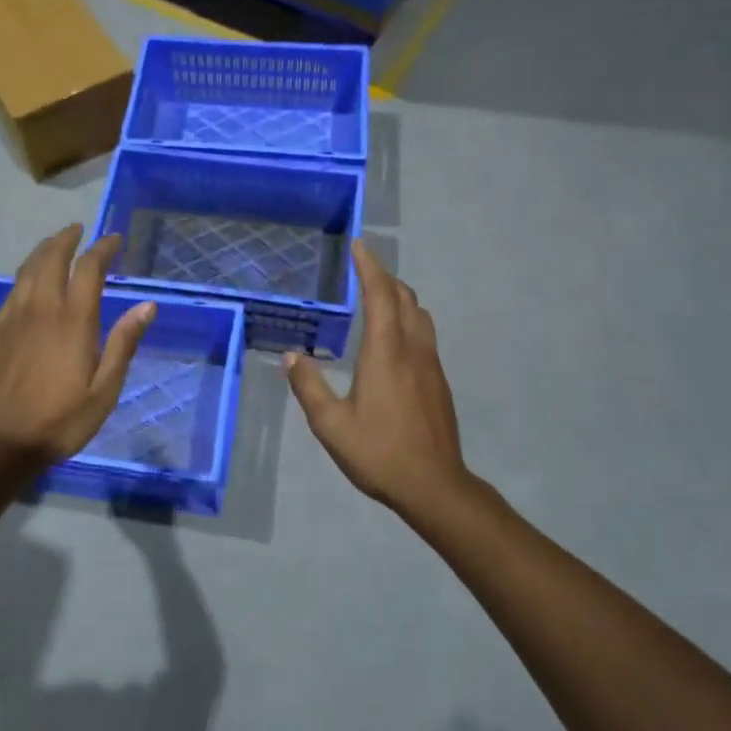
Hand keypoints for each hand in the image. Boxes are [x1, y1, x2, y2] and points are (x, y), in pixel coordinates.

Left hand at [0, 225, 154, 460]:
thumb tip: (148, 306)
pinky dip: (26, 273)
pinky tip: (30, 280)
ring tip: (55, 244)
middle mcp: (41, 309)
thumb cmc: (61, 420)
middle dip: (66, 239)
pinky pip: (13, 289)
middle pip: (51, 259)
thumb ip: (124, 343)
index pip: (88, 269)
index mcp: (72, 321)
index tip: (114, 239)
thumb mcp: (104, 389)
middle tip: (79, 229)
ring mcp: (14, 318)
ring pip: (27, 270)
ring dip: (43, 250)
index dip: (102, 249)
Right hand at [285, 240, 474, 520]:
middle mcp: (412, 349)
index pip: (380, 295)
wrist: (434, 485)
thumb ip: (309, 387)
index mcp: (385, 353)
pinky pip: (424, 334)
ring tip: (377, 298)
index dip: (369, 266)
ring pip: (419, 315)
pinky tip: (392, 339)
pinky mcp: (439, 382)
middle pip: (404, 298)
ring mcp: (431, 365)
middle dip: (384, 276)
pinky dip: (407, 319)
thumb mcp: (331, 425)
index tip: (358, 245)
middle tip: (362, 269)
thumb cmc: (379, 453)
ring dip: (399, 297)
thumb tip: (291, 356)